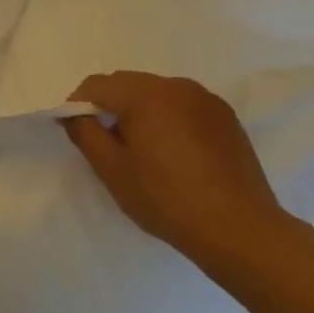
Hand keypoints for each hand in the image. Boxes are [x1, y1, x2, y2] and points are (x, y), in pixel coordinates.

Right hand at [64, 71, 292, 265]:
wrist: (239, 229)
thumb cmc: (166, 198)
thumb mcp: (111, 169)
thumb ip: (85, 133)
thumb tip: (73, 114)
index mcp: (145, 95)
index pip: (96, 85)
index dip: (77, 105)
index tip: (75, 131)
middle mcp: (176, 86)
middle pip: (126, 83)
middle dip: (108, 105)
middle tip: (105, 142)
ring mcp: (205, 99)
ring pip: (155, 92)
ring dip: (138, 110)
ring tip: (140, 148)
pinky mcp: (225, 117)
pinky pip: (182, 105)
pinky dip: (166, 117)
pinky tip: (171, 151)